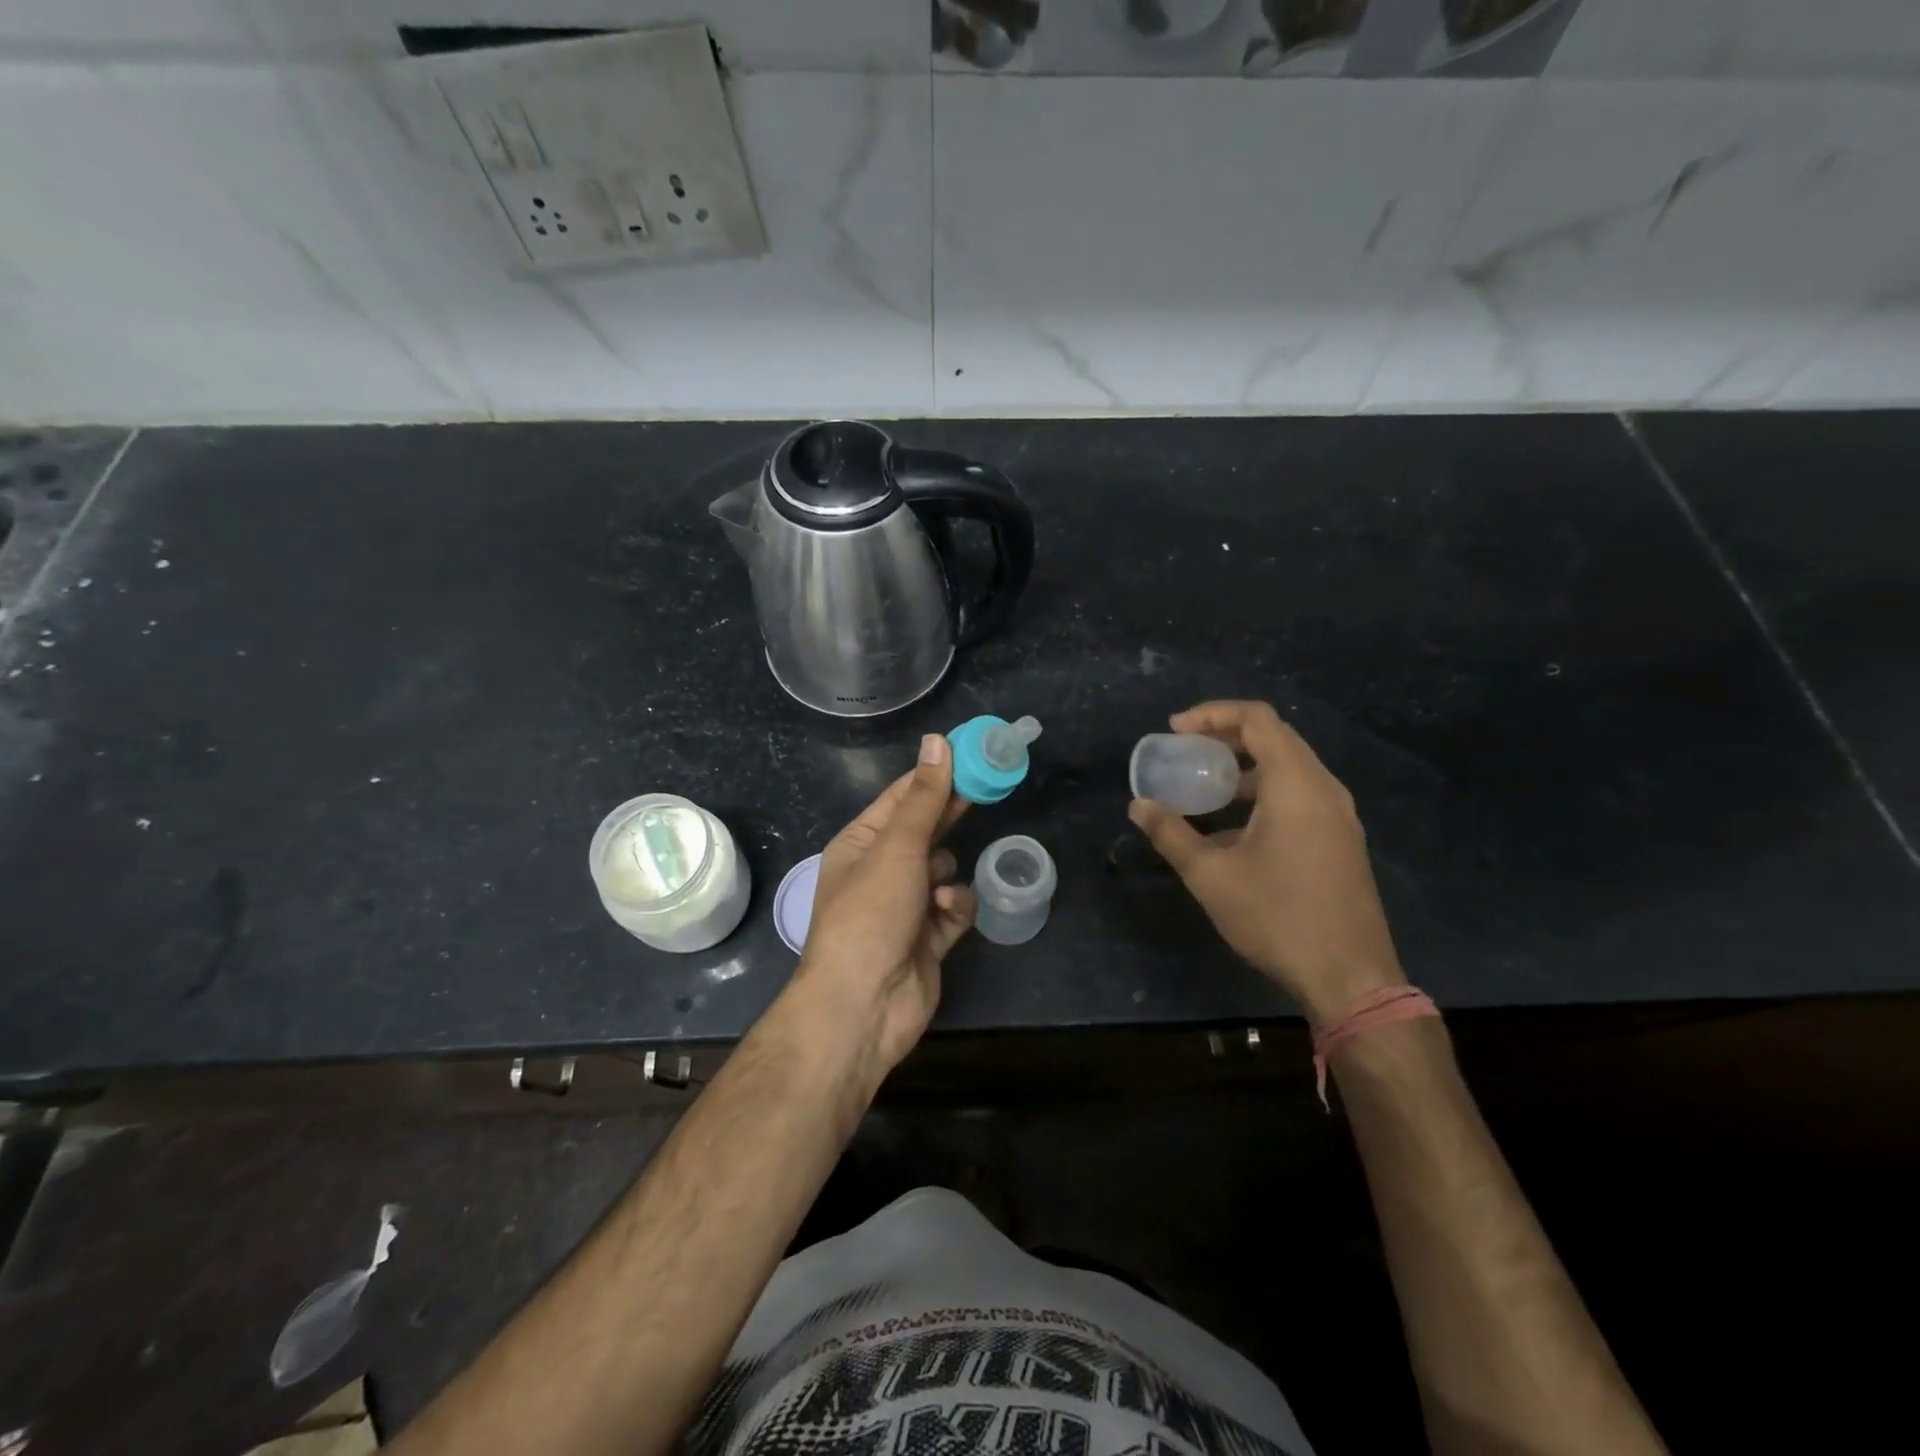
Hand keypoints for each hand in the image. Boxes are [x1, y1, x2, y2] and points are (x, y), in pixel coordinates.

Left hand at [790, 734, 973, 1077]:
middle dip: (950, 817)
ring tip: (938, 887)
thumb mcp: (897, 847)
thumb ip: (924, 797)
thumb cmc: (871, 913)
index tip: (972, 753)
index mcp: (860, 844)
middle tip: (987, 790)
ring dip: (947, 874)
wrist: (865, 1005)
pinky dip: (954, 908)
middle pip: (925, 831)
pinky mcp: (928, 938)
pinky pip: (953, 908)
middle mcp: (880, 871)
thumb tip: (937, 741)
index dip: (935, 774)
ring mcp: (904, 906)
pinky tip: (947, 913)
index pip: (901, 797)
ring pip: (943, 870)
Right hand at [1129, 700, 1405, 1022]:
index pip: (1257, 719)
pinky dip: (1263, 792)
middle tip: (1186, 751)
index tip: (1175, 730)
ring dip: (1245, 767)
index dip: (1212, 714)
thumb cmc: (1277, 917)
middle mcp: (1324, 789)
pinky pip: (1300, 795)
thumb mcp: (1211, 876)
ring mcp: (1339, 815)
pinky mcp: (1341, 840)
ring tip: (1205, 787)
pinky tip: (1233, 827)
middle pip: (1275, 737)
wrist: (1350, 978)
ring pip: (1289, 768)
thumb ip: (1171, 834)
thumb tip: (1138, 806)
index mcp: (1296, 785)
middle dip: (1225, 737)